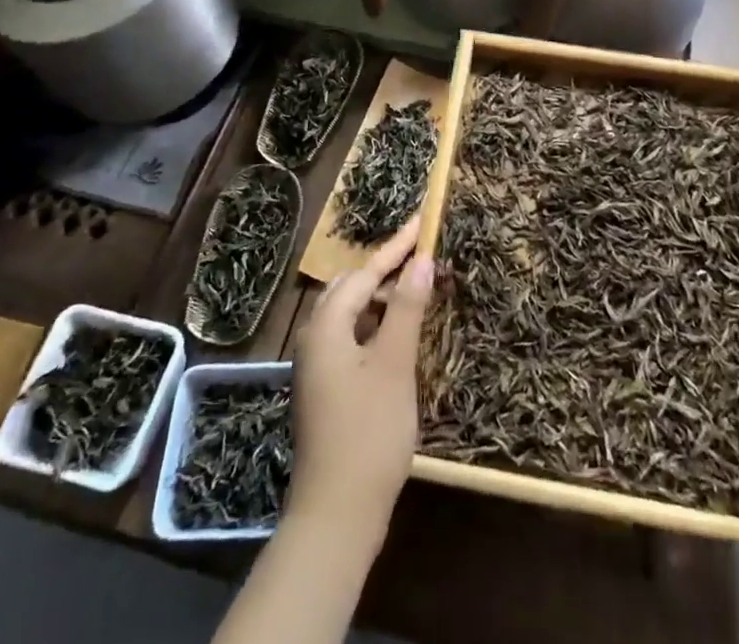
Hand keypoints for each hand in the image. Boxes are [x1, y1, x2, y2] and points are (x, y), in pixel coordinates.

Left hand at [290, 217, 433, 551]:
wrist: (336, 516)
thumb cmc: (369, 431)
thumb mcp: (394, 364)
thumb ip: (407, 308)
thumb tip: (421, 260)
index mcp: (326, 326)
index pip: (365, 273)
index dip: (396, 248)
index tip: (420, 223)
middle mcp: (315, 338)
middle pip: (352, 288)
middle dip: (387, 270)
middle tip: (422, 258)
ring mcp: (318, 366)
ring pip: (352, 315)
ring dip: (384, 299)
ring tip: (418, 291)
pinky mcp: (327, 389)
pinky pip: (352, 338)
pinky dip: (377, 326)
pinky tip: (400, 334)